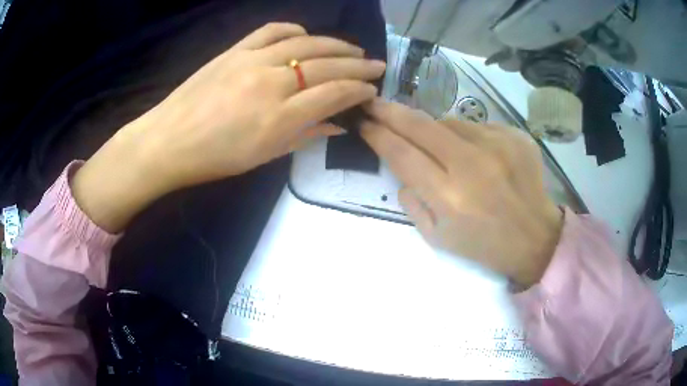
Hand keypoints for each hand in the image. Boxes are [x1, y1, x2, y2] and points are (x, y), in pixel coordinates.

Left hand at [72, 23, 384, 232]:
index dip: (359, 91)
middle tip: (376, 66)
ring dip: (335, 45)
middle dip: (358, 66)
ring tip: (352, 49)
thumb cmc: (216, 158)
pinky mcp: (236, 50)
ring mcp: (253, 60)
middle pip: (327, 66)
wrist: (169, 140)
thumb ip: (305, 136)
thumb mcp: (264, 156)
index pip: (334, 94)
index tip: (372, 91)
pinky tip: (307, 35)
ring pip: (307, 43)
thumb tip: (338, 125)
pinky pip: (272, 31)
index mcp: (280, 117)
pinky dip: (295, 30)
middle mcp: (272, 82)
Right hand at [361, 99, 562, 287]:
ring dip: (435, 130)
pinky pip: (476, 126)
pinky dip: (467, 137)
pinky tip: (478, 157)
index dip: (377, 134)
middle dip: (389, 111)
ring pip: (448, 121)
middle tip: (373, 102)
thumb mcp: (438, 239)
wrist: (535, 237)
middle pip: (419, 125)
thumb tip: (402, 170)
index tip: (362, 121)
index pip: (401, 154)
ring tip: (444, 151)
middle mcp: (471, 165)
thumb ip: (412, 203)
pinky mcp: (514, 136)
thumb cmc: (484, 245)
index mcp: (449, 197)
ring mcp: (496, 145)